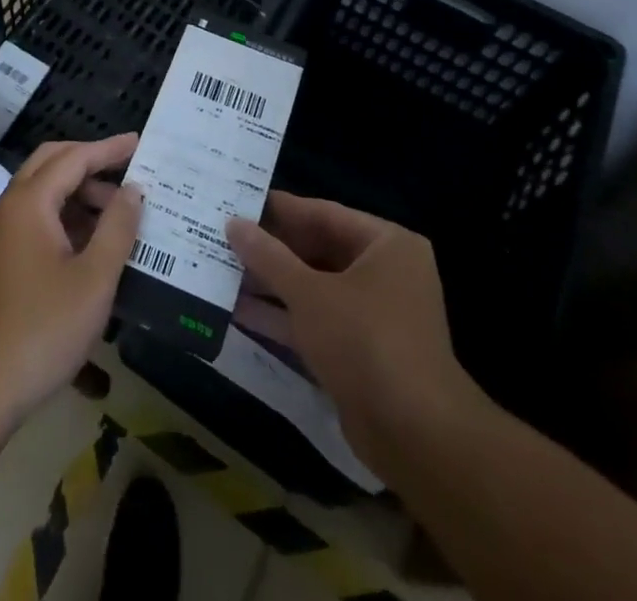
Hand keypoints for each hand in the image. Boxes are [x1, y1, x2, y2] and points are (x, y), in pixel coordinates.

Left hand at [0, 135, 142, 427]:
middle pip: (51, 164)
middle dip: (89, 162)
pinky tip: (90, 244)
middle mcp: (8, 207)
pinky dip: (63, 217)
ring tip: (117, 214)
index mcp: (29, 202)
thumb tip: (133, 190)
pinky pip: (33, 218)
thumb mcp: (94, 279)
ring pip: (41, 192)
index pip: (73, 158)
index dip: (108, 149)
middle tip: (127, 171)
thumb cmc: (42, 330)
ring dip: (77, 193)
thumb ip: (117, 228)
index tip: (139, 143)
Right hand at [226, 193, 484, 470]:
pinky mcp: (360, 353)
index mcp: (386, 244)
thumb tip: (233, 223)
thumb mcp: (309, 293)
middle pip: (318, 250)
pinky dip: (283, 317)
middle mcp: (384, 273)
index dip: (279, 209)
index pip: (323, 214)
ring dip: (271, 284)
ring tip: (221, 270)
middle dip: (271, 250)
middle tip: (223, 236)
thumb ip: (268, 256)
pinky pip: (316, 322)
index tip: (237, 201)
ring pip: (314, 288)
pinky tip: (238, 311)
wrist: (415, 436)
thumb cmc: (365, 340)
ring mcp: (373, 315)